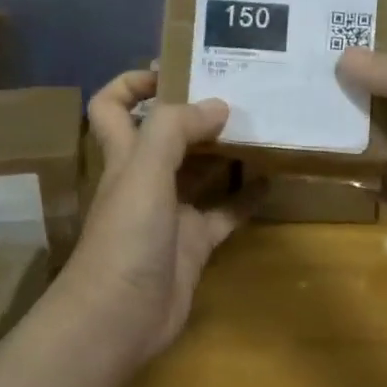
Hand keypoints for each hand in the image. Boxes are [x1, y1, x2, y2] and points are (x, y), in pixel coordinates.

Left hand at [52, 71, 252, 369]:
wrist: (120, 318)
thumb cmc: (125, 238)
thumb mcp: (143, 171)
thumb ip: (175, 130)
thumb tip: (217, 105)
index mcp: (123, 155)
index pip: (111, 105)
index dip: (133, 82)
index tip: (176, 68)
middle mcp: (144, 178)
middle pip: (165, 133)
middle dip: (195, 111)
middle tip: (239, 90)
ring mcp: (170, 213)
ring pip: (200, 171)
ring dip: (226, 151)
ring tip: (264, 125)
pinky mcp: (194, 244)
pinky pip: (225, 213)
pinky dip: (247, 198)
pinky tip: (275, 180)